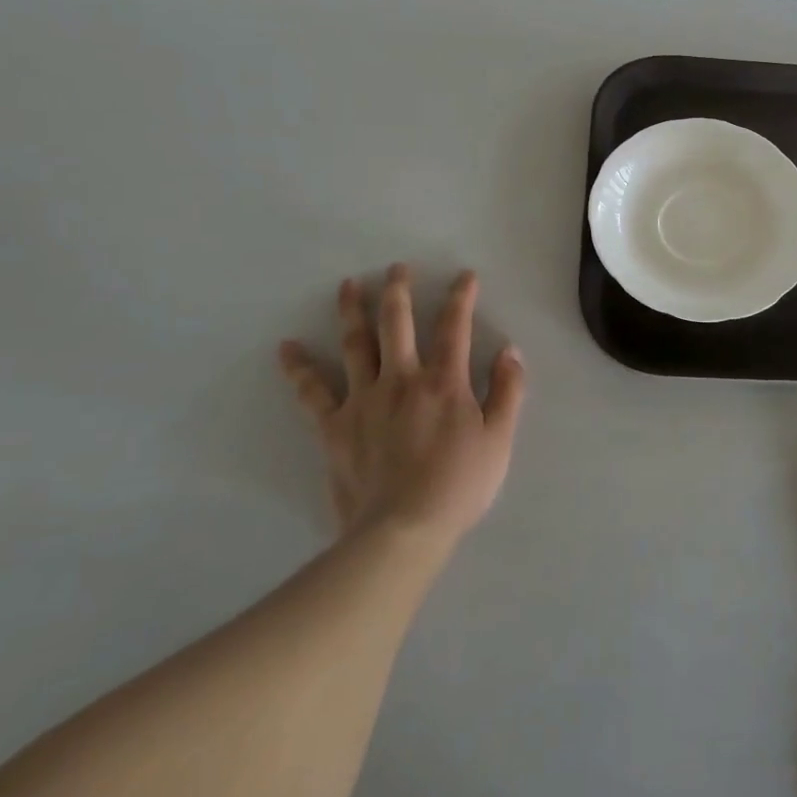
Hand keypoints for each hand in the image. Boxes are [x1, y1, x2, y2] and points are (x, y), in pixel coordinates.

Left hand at [278, 265, 526, 546]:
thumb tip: (510, 350)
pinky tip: (286, 348)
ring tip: (349, 285)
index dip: (461, 297)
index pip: (454, 327)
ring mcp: (364, 400)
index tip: (464, 276)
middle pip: (398, 323)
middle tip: (397, 267)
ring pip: (356, 344)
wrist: (403, 529)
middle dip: (399, 290)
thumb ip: (508, 391)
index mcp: (444, 382)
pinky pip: (312, 392)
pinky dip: (299, 369)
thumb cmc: (459, 485)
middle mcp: (402, 379)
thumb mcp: (500, 439)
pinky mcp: (335, 426)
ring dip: (352, 311)